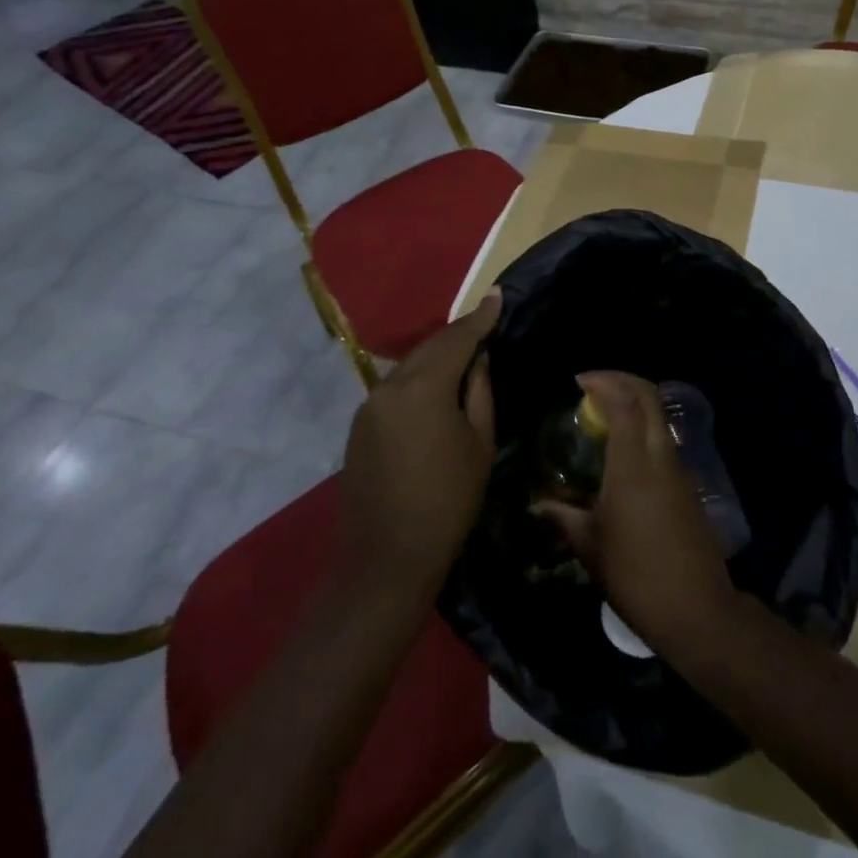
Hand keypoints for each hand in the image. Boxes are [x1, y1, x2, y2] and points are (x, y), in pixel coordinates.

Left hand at [337, 294, 499, 600]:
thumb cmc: (447, 503)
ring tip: (466, 353)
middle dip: (459, 334)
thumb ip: (480, 393)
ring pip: (411, 365)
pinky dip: (420, 377)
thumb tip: (479, 359)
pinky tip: (436, 385)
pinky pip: (397, 386)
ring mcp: (370, 405)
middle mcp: (391, 386)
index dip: (480, 318)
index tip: (497, 295)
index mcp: (424, 387)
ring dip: (438, 355)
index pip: (457, 339)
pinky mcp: (360, 425)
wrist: (384, 561)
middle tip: (485, 322)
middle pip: (430, 347)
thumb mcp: (479, 445)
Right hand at [536, 371, 737, 655]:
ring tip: (605, 413)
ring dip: (635, 401)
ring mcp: (679, 468)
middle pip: (649, 396)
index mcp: (633, 464)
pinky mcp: (688, 484)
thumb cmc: (635, 576)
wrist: (696, 609)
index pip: (624, 402)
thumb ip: (563, 518)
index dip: (603, 382)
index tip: (579, 381)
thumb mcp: (590, 547)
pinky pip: (664, 438)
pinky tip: (625, 447)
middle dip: (622, 380)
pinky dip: (645, 426)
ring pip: (660, 416)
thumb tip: (538, 505)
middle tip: (593, 384)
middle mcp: (660, 455)